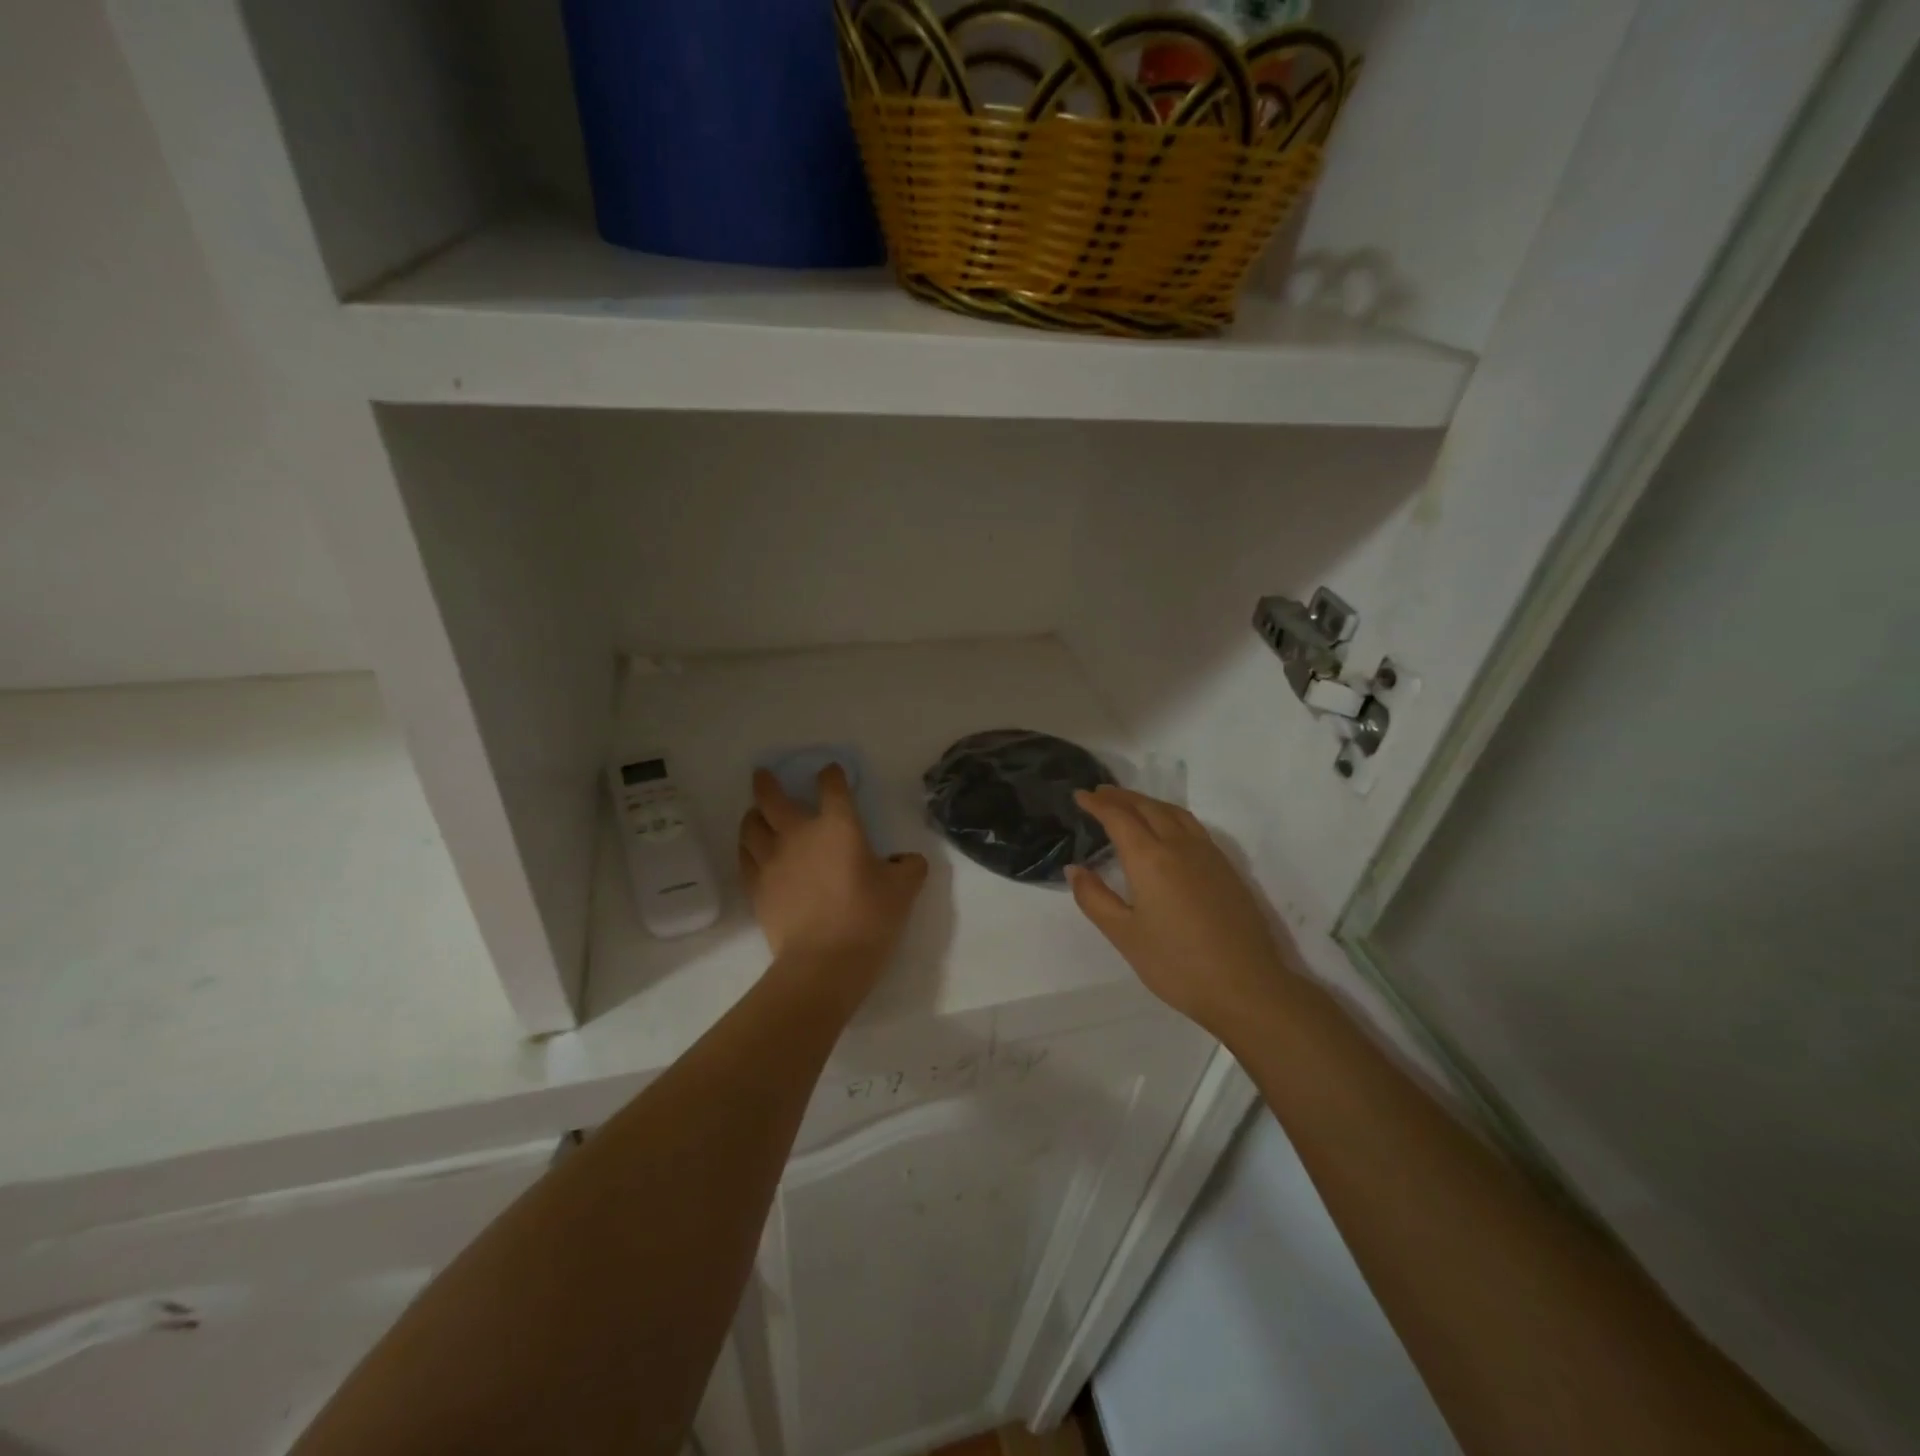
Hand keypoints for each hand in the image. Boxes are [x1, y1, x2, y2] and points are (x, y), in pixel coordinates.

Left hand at [738, 766, 927, 1008]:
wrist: (824, 962)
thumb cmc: (868, 918)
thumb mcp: (904, 890)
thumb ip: (909, 867)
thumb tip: (908, 860)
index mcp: (838, 826)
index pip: (832, 787)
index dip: (832, 776)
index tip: (831, 773)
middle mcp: (799, 834)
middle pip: (773, 798)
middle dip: (767, 783)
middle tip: (763, 775)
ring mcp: (772, 861)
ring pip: (751, 826)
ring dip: (753, 815)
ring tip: (755, 813)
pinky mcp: (757, 887)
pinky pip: (745, 857)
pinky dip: (747, 847)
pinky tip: (751, 850)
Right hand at [1067, 786, 1299, 1035]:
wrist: (1246, 987)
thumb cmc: (1177, 964)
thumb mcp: (1124, 936)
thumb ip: (1095, 898)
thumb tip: (1075, 869)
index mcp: (1150, 859)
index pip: (1119, 818)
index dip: (1097, 804)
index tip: (1080, 795)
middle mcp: (1179, 846)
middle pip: (1147, 807)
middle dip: (1121, 797)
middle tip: (1100, 793)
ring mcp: (1208, 854)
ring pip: (1174, 813)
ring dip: (1148, 802)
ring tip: (1130, 804)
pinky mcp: (1226, 868)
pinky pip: (1192, 825)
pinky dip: (1170, 815)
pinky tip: (1167, 829)